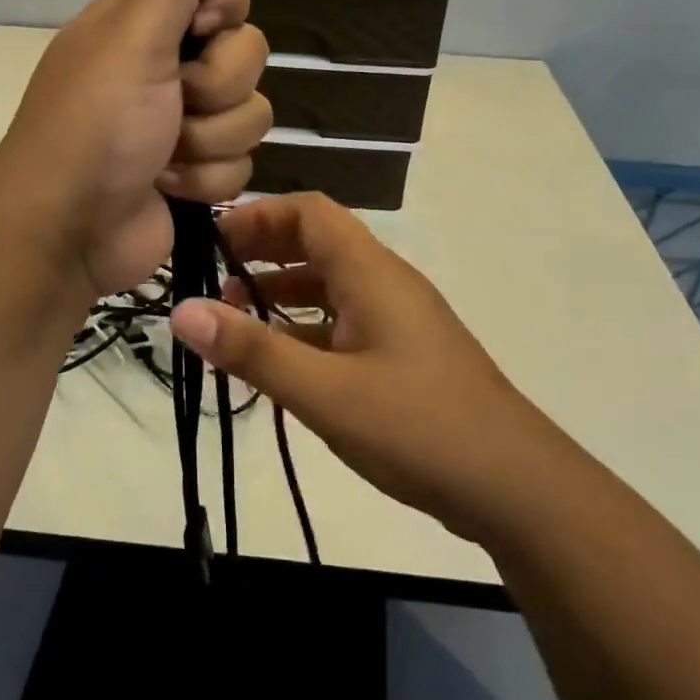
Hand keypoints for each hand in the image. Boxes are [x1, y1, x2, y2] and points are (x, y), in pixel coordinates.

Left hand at [0, 0, 270, 295]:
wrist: (69, 231)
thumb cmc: (94, 126)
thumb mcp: (132, 39)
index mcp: (146, 24)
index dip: (224, 11)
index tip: (201, 30)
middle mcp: (169, 67)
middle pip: (247, 54)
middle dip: (215, 88)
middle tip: (172, 102)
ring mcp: (185, 124)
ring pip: (251, 114)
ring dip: (208, 141)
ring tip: (162, 156)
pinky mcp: (198, 173)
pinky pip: (241, 163)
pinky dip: (204, 180)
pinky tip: (166, 187)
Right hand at [169, 192, 552, 543]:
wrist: (517, 487)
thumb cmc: (419, 427)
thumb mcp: (325, 392)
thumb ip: (253, 351)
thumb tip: (182, 310)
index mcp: (371, 273)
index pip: (310, 212)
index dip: (258, 216)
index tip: (211, 242)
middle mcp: (387, 284)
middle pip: (319, 244)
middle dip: (264, 253)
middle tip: (214, 281)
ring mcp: (400, 322)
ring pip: (332, 288)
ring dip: (283, 295)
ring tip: (236, 324)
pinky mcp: (405, 357)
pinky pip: (346, 325)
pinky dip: (308, 331)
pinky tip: (283, 365)